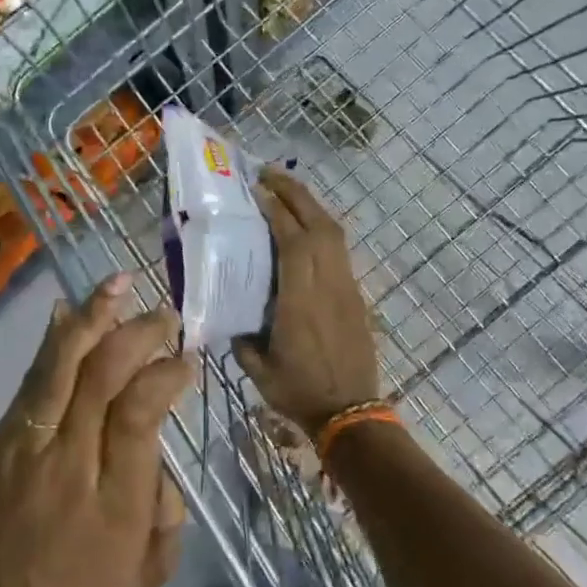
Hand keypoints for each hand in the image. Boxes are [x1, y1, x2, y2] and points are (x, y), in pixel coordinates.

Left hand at [0, 273, 193, 586]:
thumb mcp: (148, 571)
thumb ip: (168, 508)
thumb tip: (160, 449)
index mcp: (114, 496)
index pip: (140, 412)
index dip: (166, 375)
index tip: (187, 358)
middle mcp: (71, 457)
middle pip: (102, 376)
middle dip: (137, 334)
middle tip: (165, 316)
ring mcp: (31, 441)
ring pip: (63, 365)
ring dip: (94, 318)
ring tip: (119, 283)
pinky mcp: (6, 436)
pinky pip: (33, 377)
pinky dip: (54, 340)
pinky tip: (69, 310)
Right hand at [234, 168, 380, 436]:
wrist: (351, 412)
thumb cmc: (299, 391)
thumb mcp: (258, 367)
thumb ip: (242, 335)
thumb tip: (230, 312)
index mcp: (300, 301)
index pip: (293, 242)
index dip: (277, 211)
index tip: (257, 189)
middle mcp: (327, 285)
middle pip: (319, 225)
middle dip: (295, 193)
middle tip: (269, 174)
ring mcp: (346, 287)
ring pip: (334, 233)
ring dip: (311, 205)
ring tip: (285, 191)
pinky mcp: (355, 294)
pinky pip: (339, 249)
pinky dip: (321, 227)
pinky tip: (305, 226)